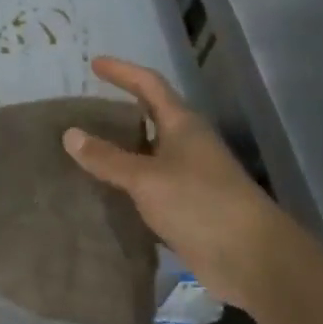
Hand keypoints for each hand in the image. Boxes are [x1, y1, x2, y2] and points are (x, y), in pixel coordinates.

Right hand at [63, 57, 288, 310]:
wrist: (252, 259)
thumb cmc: (200, 204)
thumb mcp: (146, 178)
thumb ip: (107, 158)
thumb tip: (70, 134)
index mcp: (182, 124)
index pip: (149, 84)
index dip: (122, 72)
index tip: (95, 64)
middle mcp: (187, 144)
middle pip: (150, 117)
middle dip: (119, 111)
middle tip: (83, 111)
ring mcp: (190, 177)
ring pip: (148, 154)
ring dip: (120, 151)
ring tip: (84, 150)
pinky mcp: (189, 208)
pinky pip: (150, 187)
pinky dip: (127, 184)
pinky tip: (104, 192)